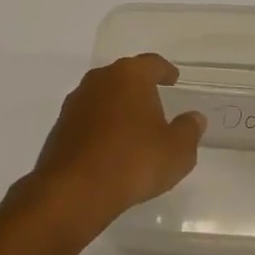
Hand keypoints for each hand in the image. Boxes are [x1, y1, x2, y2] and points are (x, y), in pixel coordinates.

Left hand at [26, 54, 205, 239]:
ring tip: (133, 128)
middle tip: (155, 103)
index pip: (152, 63)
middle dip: (140, 87)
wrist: (75, 190)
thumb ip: (189, 130)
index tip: (173, 80)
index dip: (165, 71)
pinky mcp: (61, 125)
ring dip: (118, 106)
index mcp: (130, 75)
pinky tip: (110, 147)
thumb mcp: (177, 151)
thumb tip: (194, 118)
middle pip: (125, 76)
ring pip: (104, 95)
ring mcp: (76, 101)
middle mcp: (100, 79)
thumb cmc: (134, 161)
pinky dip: (101, 126)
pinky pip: (88, 118)